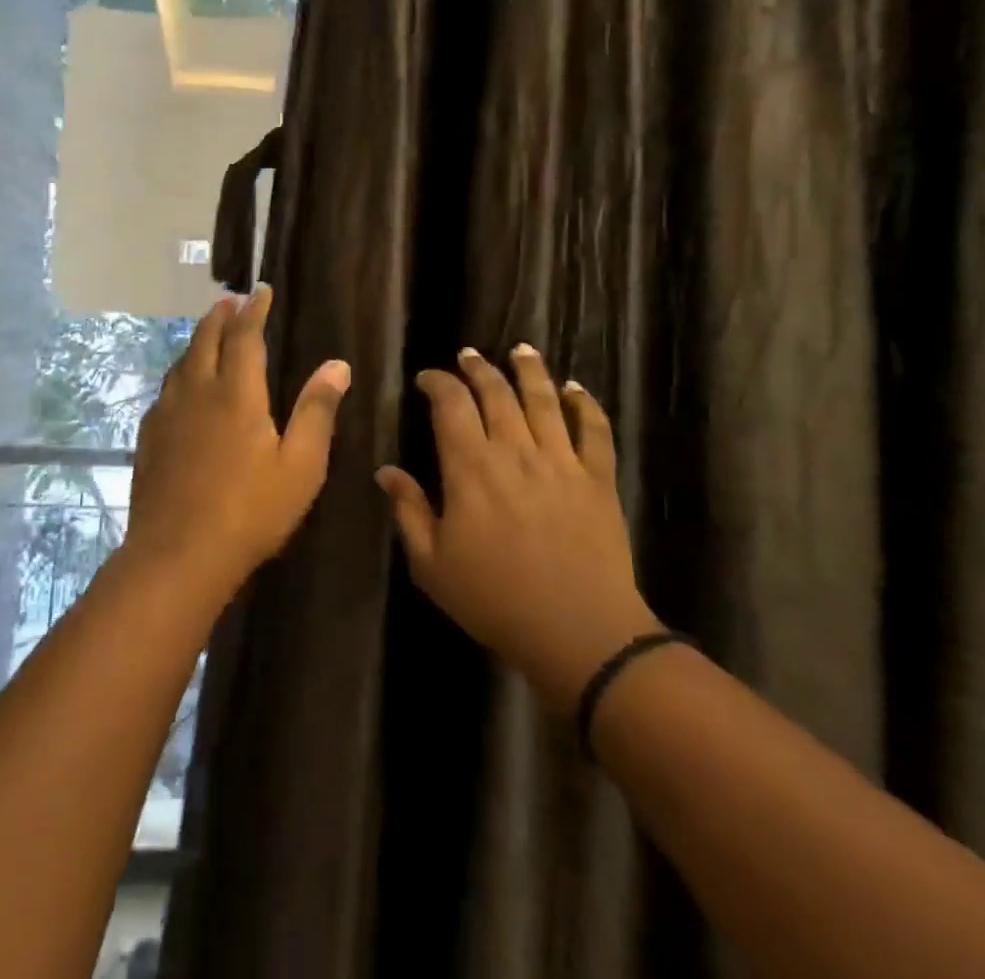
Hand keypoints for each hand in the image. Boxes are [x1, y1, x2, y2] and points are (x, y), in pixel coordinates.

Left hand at [124, 286, 350, 601]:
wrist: (178, 555)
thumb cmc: (250, 511)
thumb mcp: (301, 465)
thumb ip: (317, 411)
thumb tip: (337, 364)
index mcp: (237, 394)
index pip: (245, 337)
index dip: (254, 311)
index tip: (260, 291)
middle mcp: (198, 392)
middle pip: (205, 340)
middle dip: (219, 317)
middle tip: (229, 301)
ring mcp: (168, 415)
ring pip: (182, 363)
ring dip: (197, 341)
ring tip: (207, 333)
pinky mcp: (149, 438)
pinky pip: (166, 390)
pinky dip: (179, 373)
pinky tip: (181, 386)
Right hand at [376, 345, 659, 710]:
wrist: (580, 633)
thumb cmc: (495, 600)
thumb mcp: (432, 565)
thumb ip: (409, 511)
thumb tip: (386, 471)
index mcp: (471, 468)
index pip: (451, 405)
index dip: (438, 382)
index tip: (428, 378)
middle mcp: (515, 450)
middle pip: (496, 393)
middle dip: (479, 368)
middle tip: (469, 355)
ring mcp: (561, 461)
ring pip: (544, 400)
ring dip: (530, 370)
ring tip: (521, 350)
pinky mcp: (598, 478)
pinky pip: (594, 430)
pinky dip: (585, 405)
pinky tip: (577, 389)